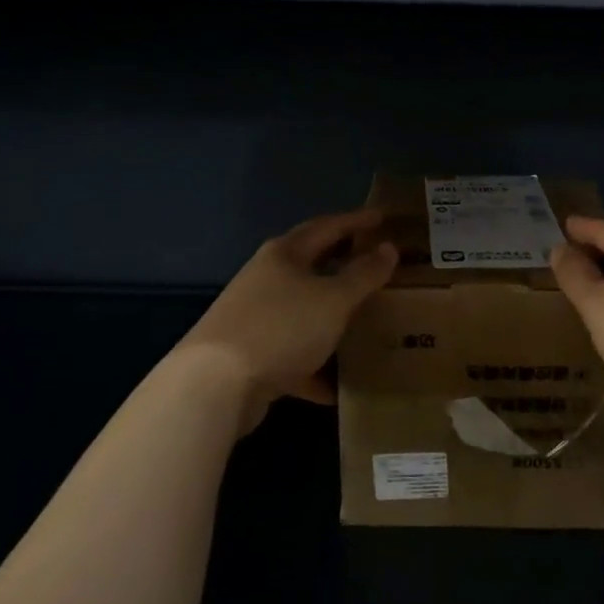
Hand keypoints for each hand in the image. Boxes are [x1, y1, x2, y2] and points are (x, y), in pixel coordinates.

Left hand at [173, 210, 397, 434]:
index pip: (328, 226)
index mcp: (285, 254)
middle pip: (312, 264)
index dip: (357, 220)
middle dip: (343, 263)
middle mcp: (266, 278)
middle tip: (376, 261)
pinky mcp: (250, 355)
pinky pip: (292, 354)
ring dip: (330, 314)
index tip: (383, 217)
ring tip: (363, 319)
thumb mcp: (334, 299)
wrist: (215, 385)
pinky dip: (315, 365)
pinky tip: (336, 386)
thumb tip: (388, 248)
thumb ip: (364, 274)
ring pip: (303, 310)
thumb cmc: (282, 327)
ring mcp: (255, 317)